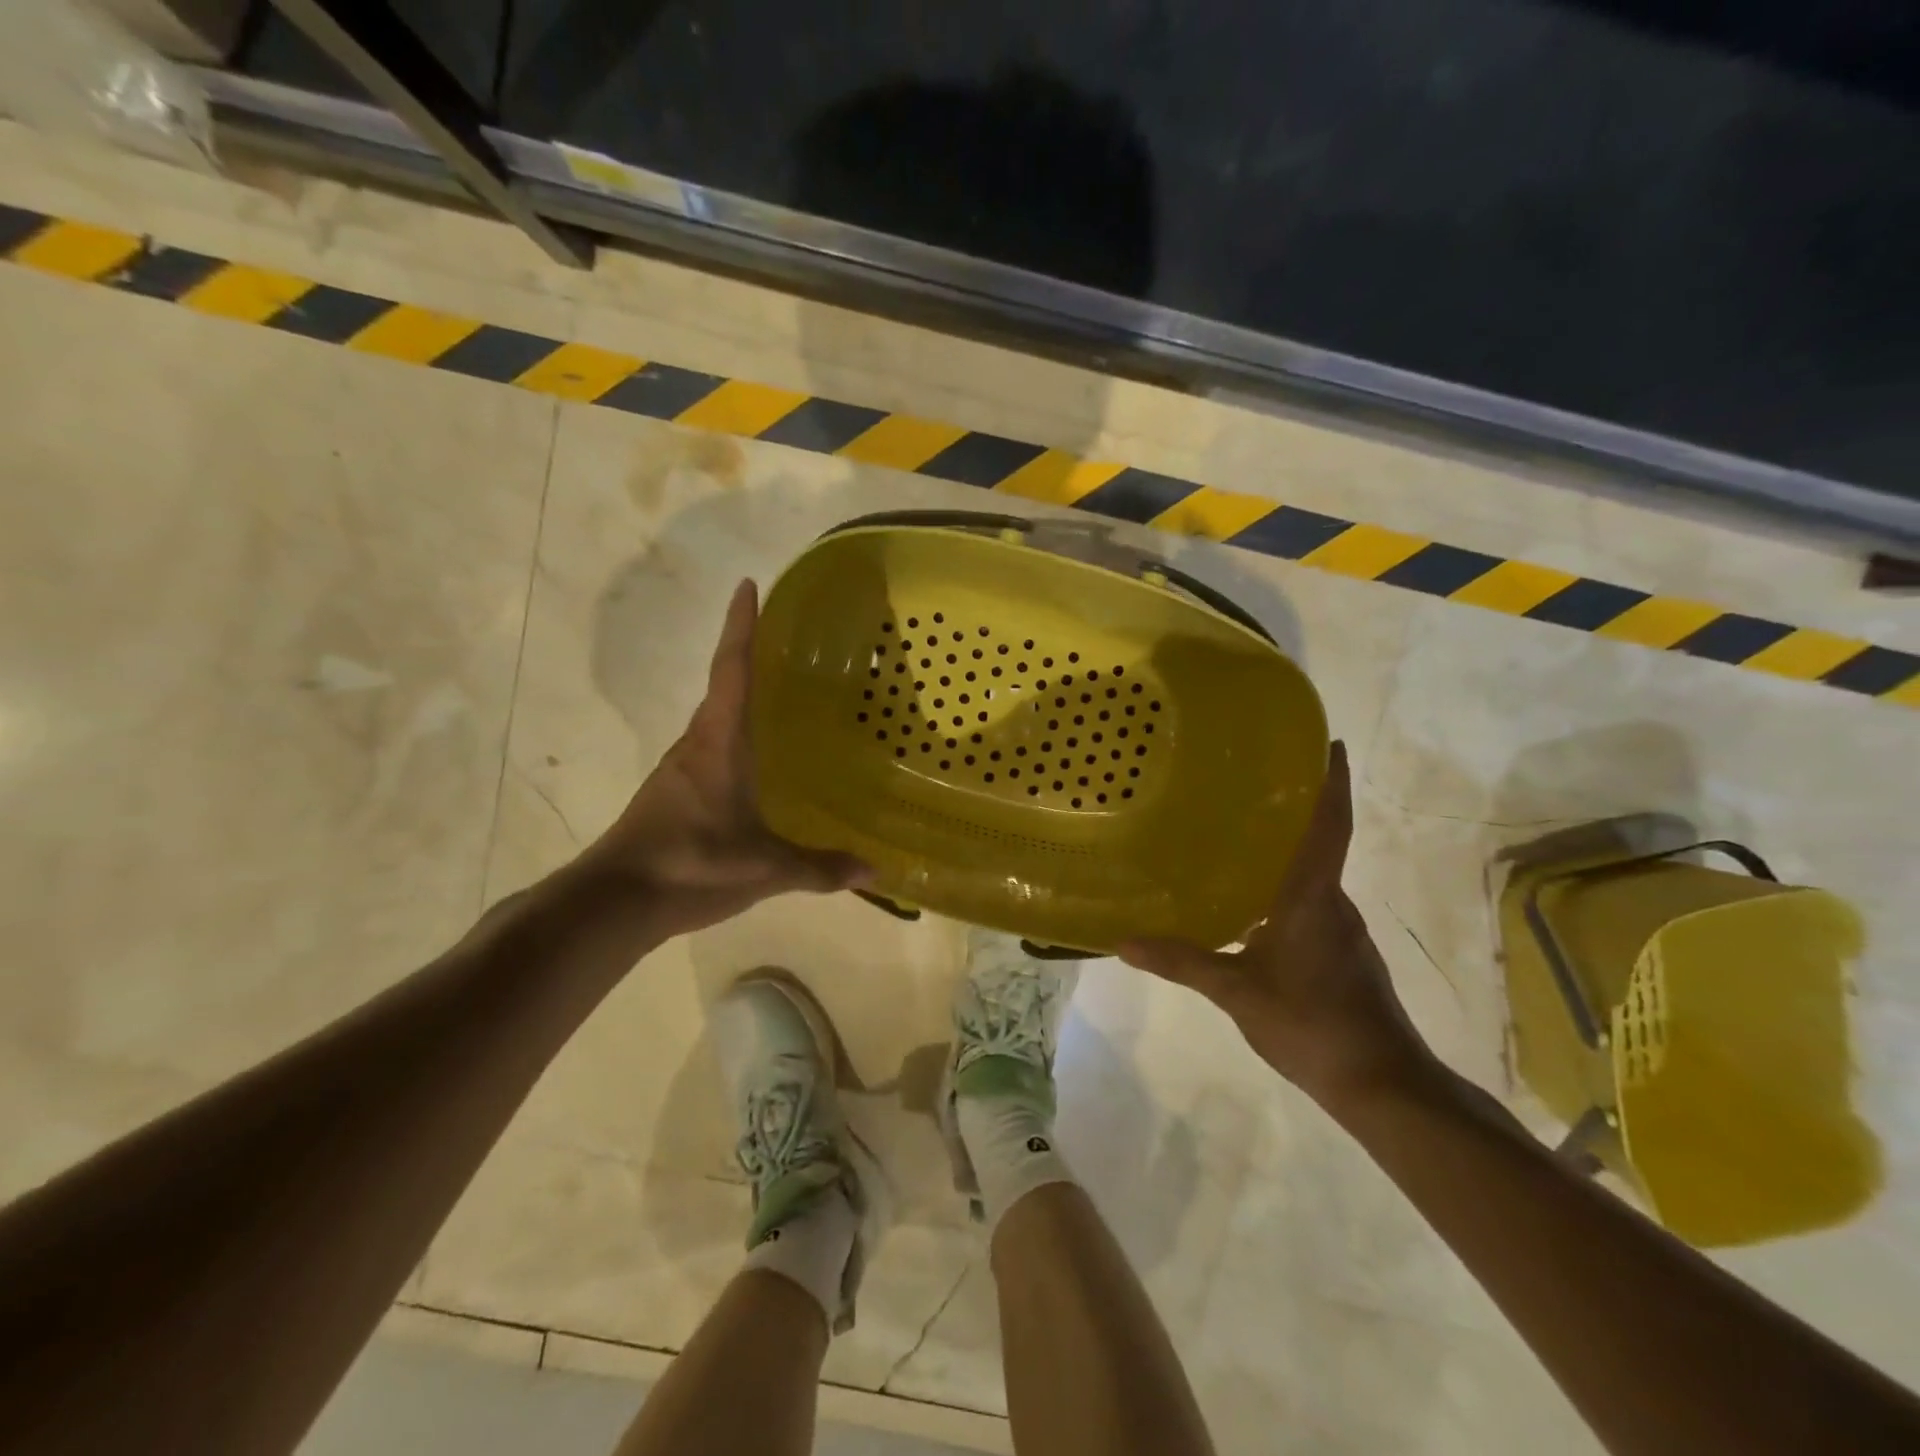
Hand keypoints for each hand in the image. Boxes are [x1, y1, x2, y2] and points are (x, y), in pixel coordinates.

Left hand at [580, 579, 869, 936]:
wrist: (614, 901)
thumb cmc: (692, 863)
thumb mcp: (765, 867)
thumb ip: (820, 867)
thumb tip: (875, 869)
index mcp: (719, 743)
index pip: (732, 671)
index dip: (741, 627)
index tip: (748, 586)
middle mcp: (696, 745)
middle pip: (722, 689)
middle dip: (747, 659)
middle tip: (785, 645)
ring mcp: (679, 771)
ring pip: (714, 723)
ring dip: (740, 702)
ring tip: (779, 701)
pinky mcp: (671, 795)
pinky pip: (709, 752)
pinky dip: (734, 741)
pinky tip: (755, 765)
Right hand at [1119, 742, 1431, 1106]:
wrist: (1383, 1085)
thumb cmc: (1312, 1024)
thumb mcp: (1237, 992)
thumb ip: (1183, 962)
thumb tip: (1124, 942)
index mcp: (1312, 898)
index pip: (1329, 827)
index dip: (1331, 784)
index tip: (1329, 744)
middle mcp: (1333, 904)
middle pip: (1319, 845)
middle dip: (1294, 813)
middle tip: (1249, 787)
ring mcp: (1342, 932)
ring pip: (1311, 880)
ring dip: (1285, 856)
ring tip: (1237, 842)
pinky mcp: (1343, 957)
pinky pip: (1309, 908)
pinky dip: (1284, 894)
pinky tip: (1250, 910)